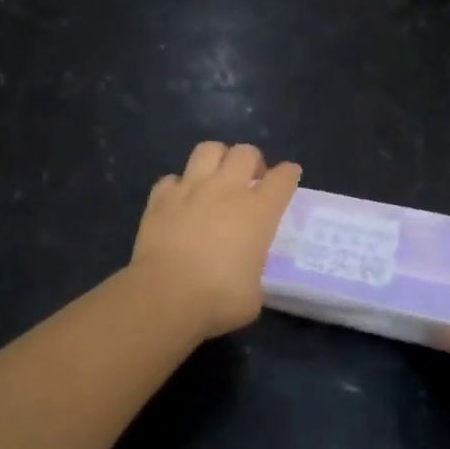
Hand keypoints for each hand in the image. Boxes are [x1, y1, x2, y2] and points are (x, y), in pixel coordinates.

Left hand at [129, 142, 301, 341]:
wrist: (165, 296)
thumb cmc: (218, 299)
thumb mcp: (254, 293)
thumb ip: (254, 271)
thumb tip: (244, 271)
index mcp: (258, 212)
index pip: (282, 178)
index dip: (289, 174)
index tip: (289, 176)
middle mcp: (226, 190)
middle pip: (245, 152)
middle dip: (252, 160)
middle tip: (251, 179)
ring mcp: (190, 189)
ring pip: (208, 149)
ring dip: (217, 159)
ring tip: (216, 177)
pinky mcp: (160, 198)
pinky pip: (172, 178)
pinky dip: (178, 186)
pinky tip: (180, 201)